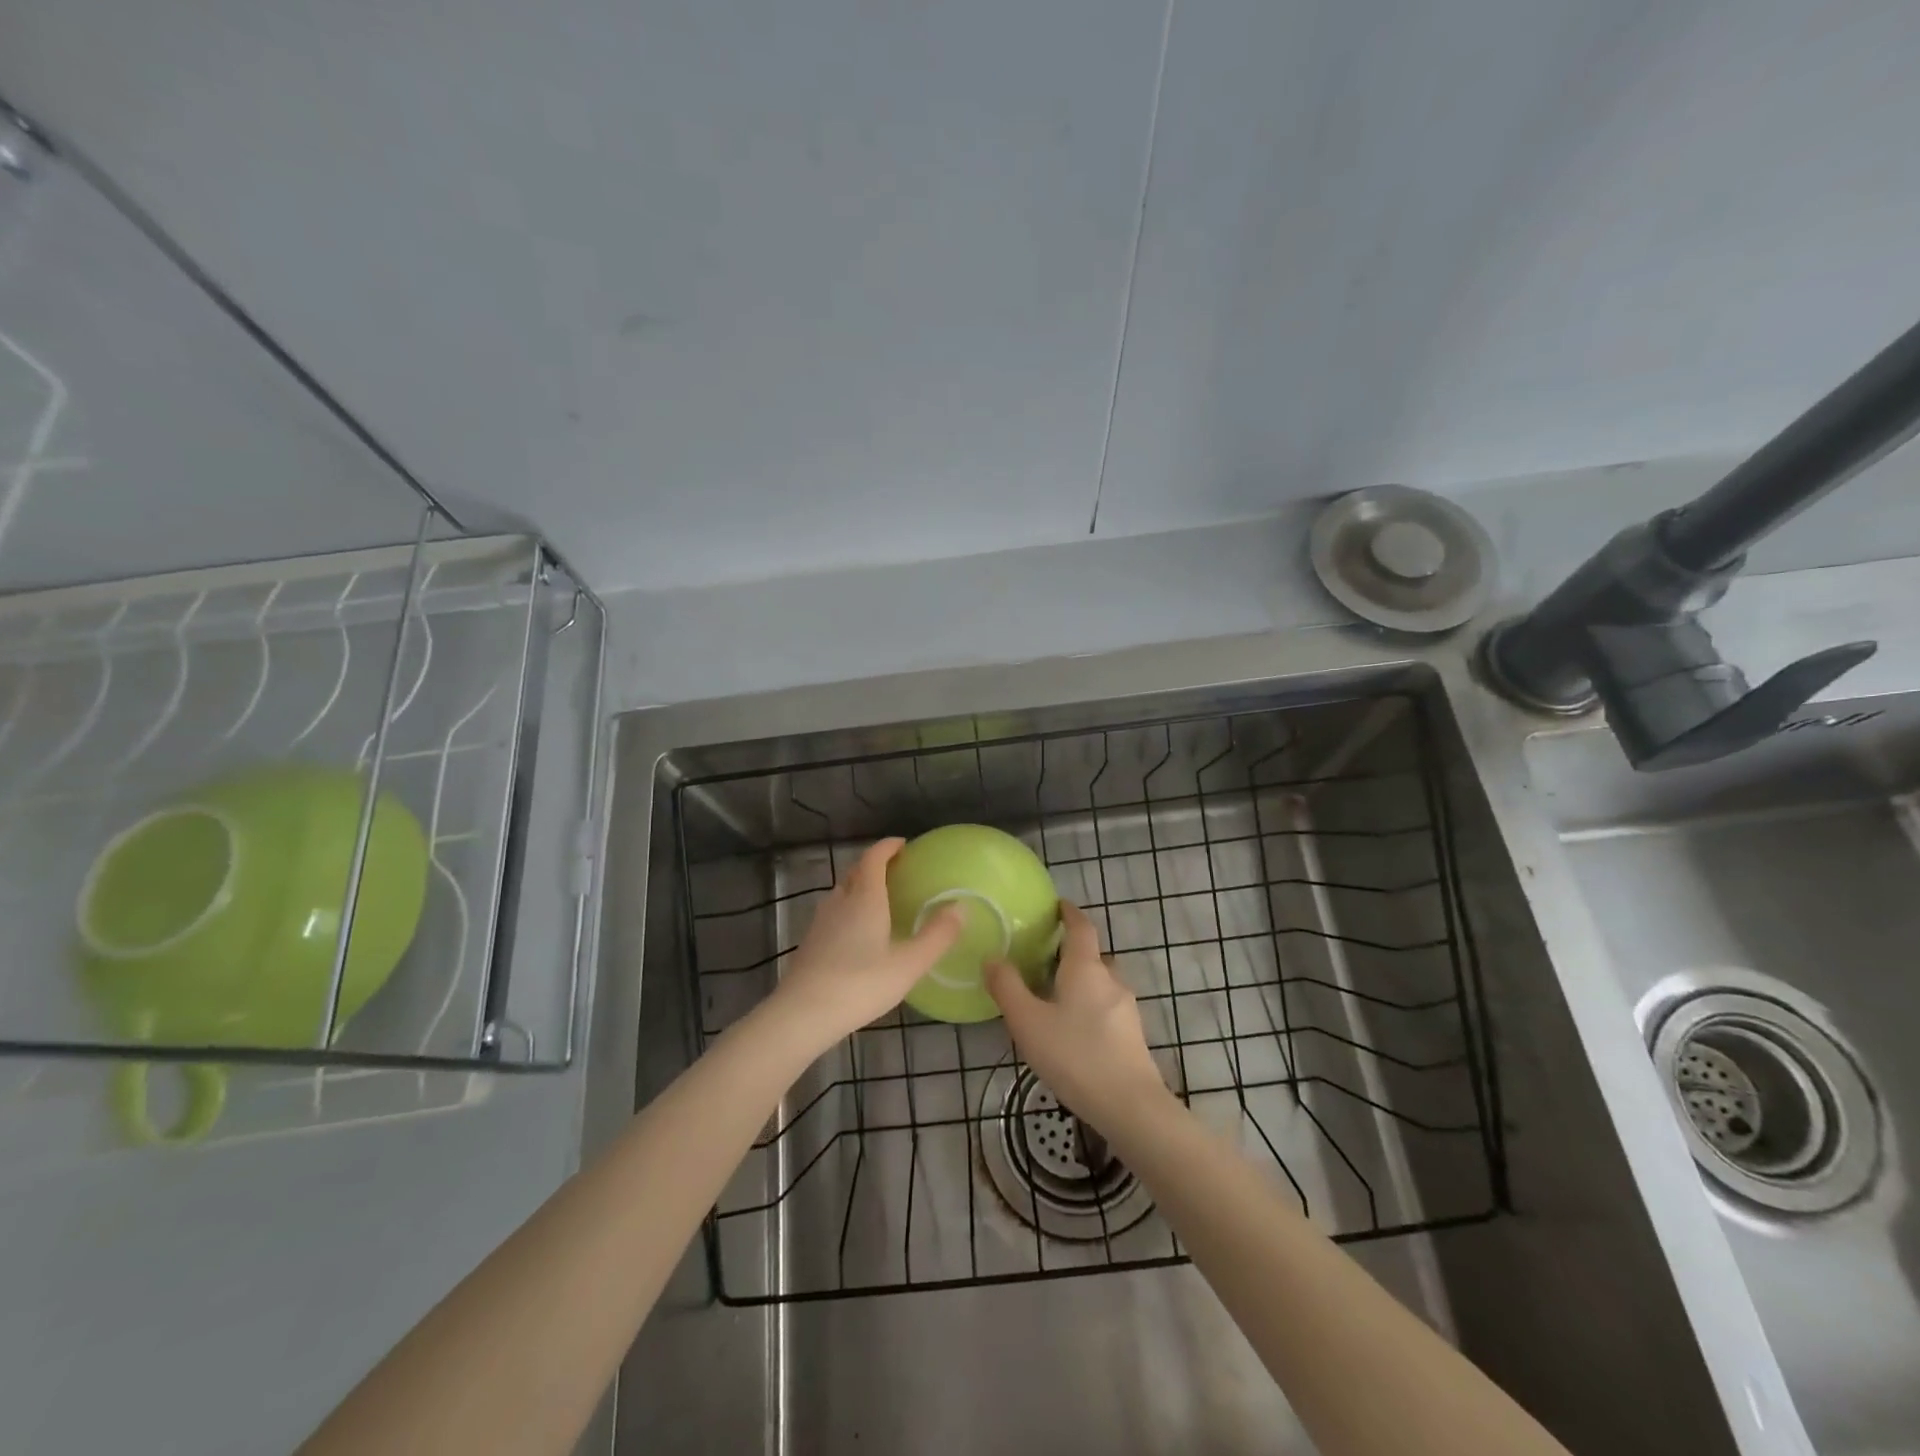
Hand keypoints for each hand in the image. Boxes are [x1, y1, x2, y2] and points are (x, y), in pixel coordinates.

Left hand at [770, 838, 963, 1047]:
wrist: (802, 1014)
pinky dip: (850, 910)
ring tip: (881, 901)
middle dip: (876, 865)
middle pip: (857, 872)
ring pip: (843, 893)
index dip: (888, 847)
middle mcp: (840, 901)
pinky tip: (859, 935)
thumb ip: (937, 936)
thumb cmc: (860, 985)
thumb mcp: (908, 965)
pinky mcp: (810, 941)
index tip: (904, 845)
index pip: (874, 857)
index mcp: (865, 898)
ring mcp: (821, 921)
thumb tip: (961, 907)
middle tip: (897, 872)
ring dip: (861, 888)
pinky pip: (834, 913)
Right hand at [985, 900, 1169, 1127]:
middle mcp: (1110, 979)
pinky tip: (1074, 1031)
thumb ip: (1007, 988)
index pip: (1081, 927)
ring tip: (1054, 998)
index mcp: (1086, 968)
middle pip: (1092, 955)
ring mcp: (1126, 1008)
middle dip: (1071, 952)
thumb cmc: (1075, 1055)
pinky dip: (1090, 1006)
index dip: (1069, 912)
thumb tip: (992, 957)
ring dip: (1081, 982)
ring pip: (1101, 983)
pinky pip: (1107, 1007)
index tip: (1058, 905)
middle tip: (1043, 959)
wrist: (1130, 1105)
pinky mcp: (1133, 1035)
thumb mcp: (1028, 1022)